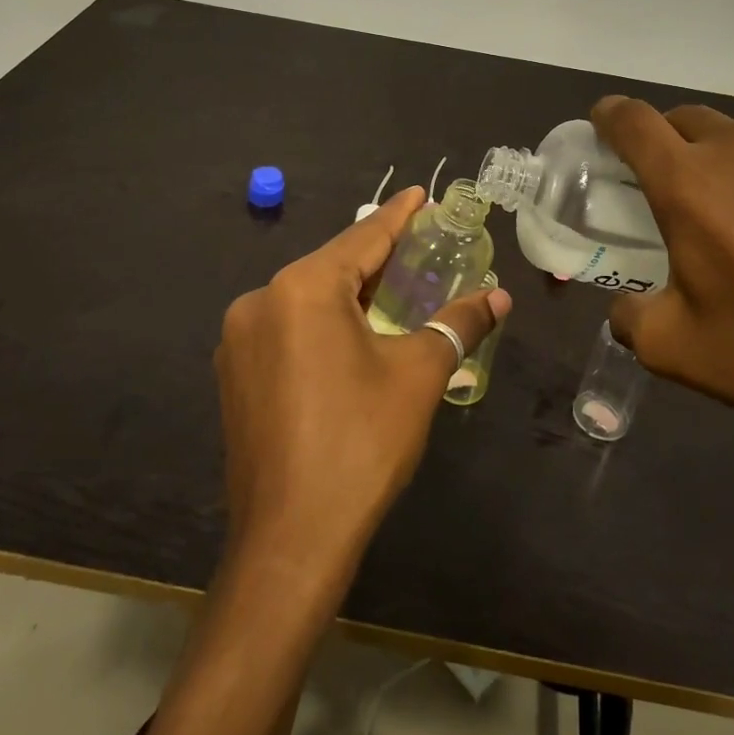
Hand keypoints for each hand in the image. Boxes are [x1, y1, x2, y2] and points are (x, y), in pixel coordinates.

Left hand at [216, 187, 509, 578]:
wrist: (290, 541)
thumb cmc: (361, 444)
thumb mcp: (418, 375)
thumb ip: (458, 324)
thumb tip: (499, 298)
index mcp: (302, 288)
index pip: (363, 238)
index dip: (399, 216)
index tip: (422, 193)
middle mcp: (261, 300)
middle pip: (332, 266)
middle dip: (377, 256)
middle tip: (420, 244)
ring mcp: (240, 339)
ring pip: (307, 298)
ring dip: (349, 291)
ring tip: (391, 287)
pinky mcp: (234, 374)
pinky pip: (287, 328)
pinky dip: (322, 322)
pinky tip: (349, 335)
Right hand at [591, 96, 733, 464]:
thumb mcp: (674, 350)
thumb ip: (629, 316)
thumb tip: (627, 307)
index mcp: (689, 184)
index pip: (632, 120)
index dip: (610, 117)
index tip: (605, 129)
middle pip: (687, 119)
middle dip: (667, 142)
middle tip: (673, 190)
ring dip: (729, 164)